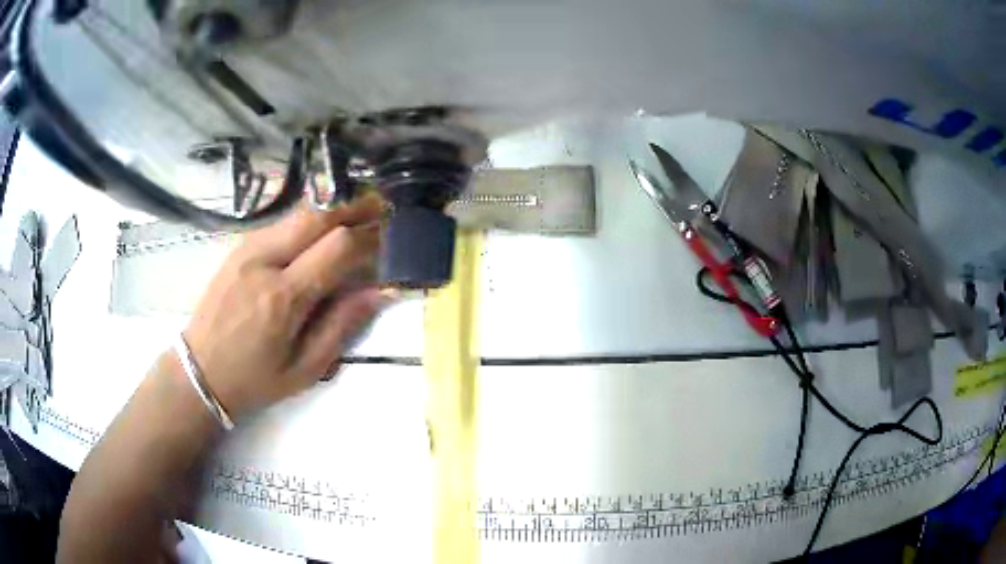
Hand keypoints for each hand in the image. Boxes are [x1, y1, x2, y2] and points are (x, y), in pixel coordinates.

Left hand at [182, 196, 390, 419]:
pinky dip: (307, 222)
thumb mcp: (305, 368)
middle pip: (318, 217)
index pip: (337, 247)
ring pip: (298, 215)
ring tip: (357, 216)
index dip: (370, 238)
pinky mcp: (238, 248)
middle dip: (354, 210)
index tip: (390, 240)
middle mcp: (264, 262)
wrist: (200, 372)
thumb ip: (342, 325)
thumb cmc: (254, 380)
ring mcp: (247, 250)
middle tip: (381, 209)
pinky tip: (320, 232)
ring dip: (331, 212)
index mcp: (283, 298)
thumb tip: (381, 292)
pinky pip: (281, 224)